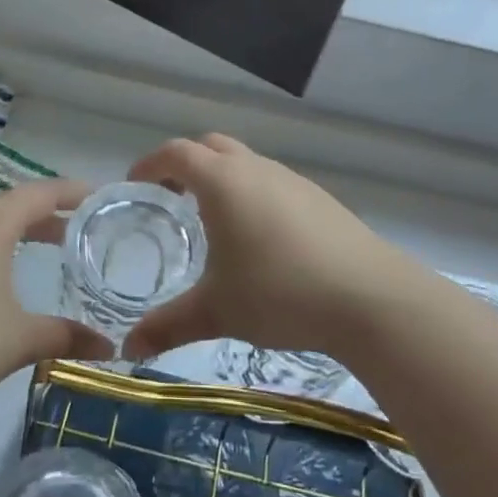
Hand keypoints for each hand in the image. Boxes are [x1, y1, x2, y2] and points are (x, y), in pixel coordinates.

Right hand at [120, 135, 424, 362]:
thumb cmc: (280, 293)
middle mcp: (257, 169)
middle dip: (185, 165)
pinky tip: (260, 239)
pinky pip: (273, 182)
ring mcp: (292, 180)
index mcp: (223, 182)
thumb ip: (168, 326)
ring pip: (246, 163)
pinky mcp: (319, 198)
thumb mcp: (217, 311)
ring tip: (213, 222)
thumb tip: (128, 349)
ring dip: (222, 179)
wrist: (369, 297)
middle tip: (170, 200)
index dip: (150, 164)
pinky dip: (253, 194)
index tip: (135, 184)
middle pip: (211, 147)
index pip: (176, 153)